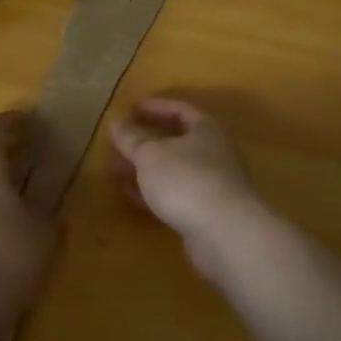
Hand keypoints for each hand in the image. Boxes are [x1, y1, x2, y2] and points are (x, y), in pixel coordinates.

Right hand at [109, 98, 273, 281]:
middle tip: (118, 145)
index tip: (130, 109)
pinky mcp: (208, 212)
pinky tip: (132, 196)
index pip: (179, 109)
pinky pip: (176, 194)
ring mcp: (213, 184)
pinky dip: (154, 191)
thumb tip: (116, 124)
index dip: (155, 107)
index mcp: (206, 129)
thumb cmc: (186, 180)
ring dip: (145, 169)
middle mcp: (214, 152)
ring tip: (116, 171)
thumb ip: (132, 139)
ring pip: (174, 170)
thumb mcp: (150, 154)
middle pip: (176, 141)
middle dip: (144, 143)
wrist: (225, 233)